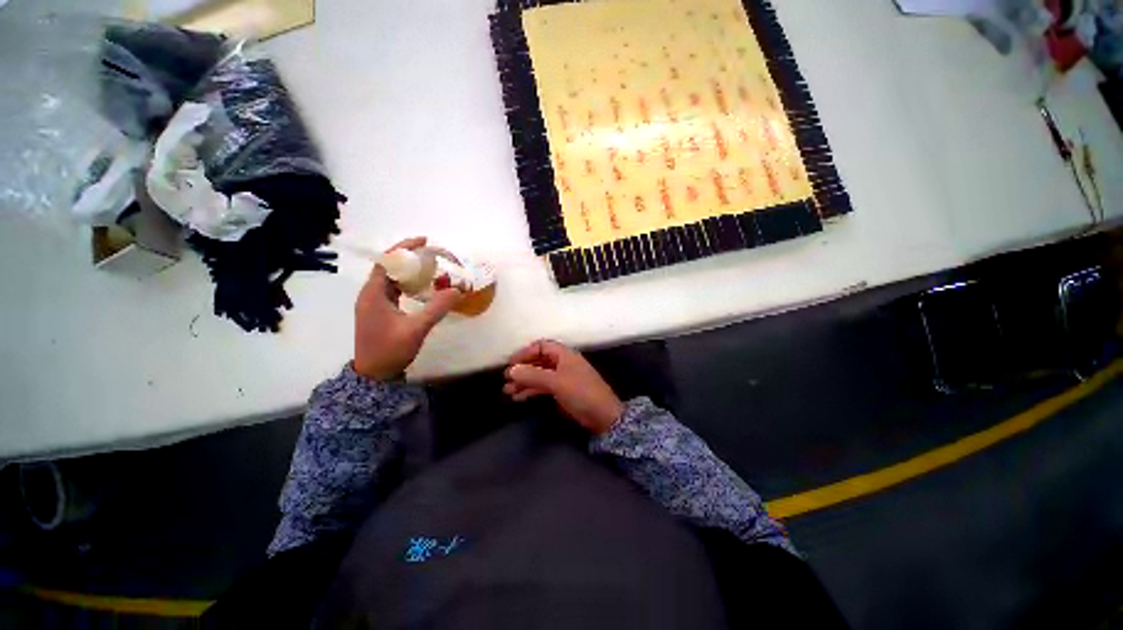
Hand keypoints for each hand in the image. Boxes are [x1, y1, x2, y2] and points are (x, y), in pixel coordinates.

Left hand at [353, 237, 461, 379]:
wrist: (373, 375)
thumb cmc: (390, 350)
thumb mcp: (416, 329)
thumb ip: (437, 308)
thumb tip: (458, 290)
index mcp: (373, 293)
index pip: (387, 261)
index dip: (405, 248)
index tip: (424, 241)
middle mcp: (370, 294)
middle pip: (389, 267)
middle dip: (410, 258)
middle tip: (433, 255)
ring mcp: (374, 303)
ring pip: (391, 279)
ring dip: (409, 271)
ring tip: (431, 268)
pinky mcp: (379, 311)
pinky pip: (393, 289)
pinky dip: (408, 284)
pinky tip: (423, 287)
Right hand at [504, 340, 624, 433]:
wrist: (602, 416)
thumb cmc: (581, 392)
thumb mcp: (556, 382)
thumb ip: (533, 375)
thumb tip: (511, 370)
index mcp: (564, 354)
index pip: (541, 346)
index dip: (525, 353)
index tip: (511, 363)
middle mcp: (562, 363)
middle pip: (538, 361)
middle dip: (522, 369)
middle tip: (505, 380)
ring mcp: (562, 378)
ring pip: (539, 375)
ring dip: (524, 382)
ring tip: (508, 392)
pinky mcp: (562, 391)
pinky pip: (543, 387)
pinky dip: (531, 391)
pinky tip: (518, 398)